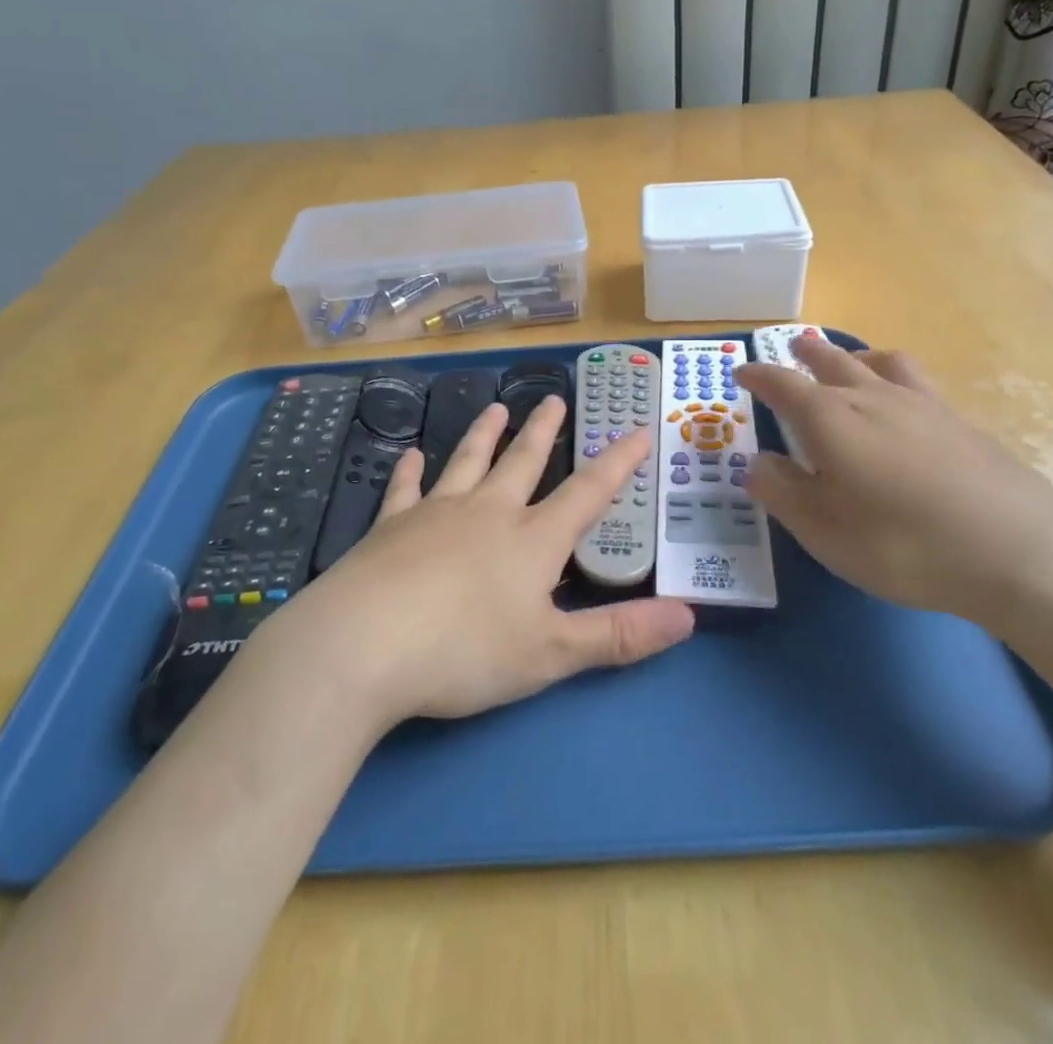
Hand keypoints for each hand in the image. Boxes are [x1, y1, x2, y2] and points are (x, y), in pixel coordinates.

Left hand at [262, 399, 694, 732]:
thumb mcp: (552, 653)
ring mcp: (436, 514)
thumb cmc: (465, 651)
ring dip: (484, 434)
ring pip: (467, 461)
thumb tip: (688, 617)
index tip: (637, 429)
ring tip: (497, 408)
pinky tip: (410, 456)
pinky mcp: (390, 527)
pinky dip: (409, 471)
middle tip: (553, 399)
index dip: (618, 462)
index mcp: (532, 540)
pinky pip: (404, 490)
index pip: (588, 493)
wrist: (364, 644)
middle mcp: (488, 512)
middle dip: (543, 431)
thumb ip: (619, 635)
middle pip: (523, 461)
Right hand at [734, 338, 1052, 624]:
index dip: (759, 376)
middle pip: (833, 362)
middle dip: (807, 353)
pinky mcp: (961, 423)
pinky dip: (895, 378)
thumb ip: (783, 493)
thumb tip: (756, 463)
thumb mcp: (824, 531)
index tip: (742, 372)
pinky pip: (917, 382)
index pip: (782, 385)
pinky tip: (903, 404)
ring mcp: (922, 406)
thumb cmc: (903, 544)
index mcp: (830, 419)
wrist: (1021, 551)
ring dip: (855, 355)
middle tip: (794, 346)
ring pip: (881, 363)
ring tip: (849, 360)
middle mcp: (872, 398)